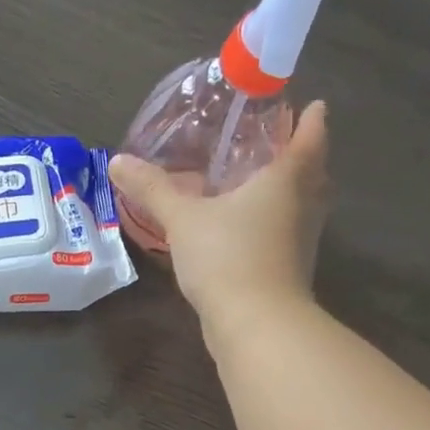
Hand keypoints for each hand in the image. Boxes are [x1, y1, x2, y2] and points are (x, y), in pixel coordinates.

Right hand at [108, 99, 329, 322]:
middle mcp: (303, 206)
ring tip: (259, 184)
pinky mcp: (288, 272)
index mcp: (286, 179)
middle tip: (280, 144)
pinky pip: (284, 236)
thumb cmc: (227, 256)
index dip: (311, 119)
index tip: (312, 105)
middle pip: (313, 173)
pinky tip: (245, 231)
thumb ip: (153, 190)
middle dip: (302, 157)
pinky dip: (272, 226)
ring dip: (288, 194)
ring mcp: (300, 243)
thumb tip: (117, 161)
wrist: (255, 324)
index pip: (311, 137)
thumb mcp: (183, 219)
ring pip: (300, 207)